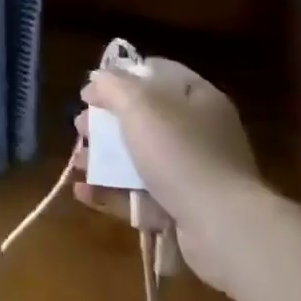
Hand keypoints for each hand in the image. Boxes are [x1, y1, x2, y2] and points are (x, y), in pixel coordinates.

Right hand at [72, 58, 266, 292]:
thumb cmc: (180, 153)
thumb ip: (114, 85)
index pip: (157, 73)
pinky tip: (83, 191)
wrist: (222, 227)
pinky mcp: (184, 207)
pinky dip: (111, 191)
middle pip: (143, 116)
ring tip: (78, 162)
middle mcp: (199, 131)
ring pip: (139, 156)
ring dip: (103, 157)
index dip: (121, 76)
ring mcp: (193, 171)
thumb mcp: (141, 106)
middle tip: (80, 127)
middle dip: (105, 121)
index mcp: (198, 98)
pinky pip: (140, 192)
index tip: (92, 91)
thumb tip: (98, 78)